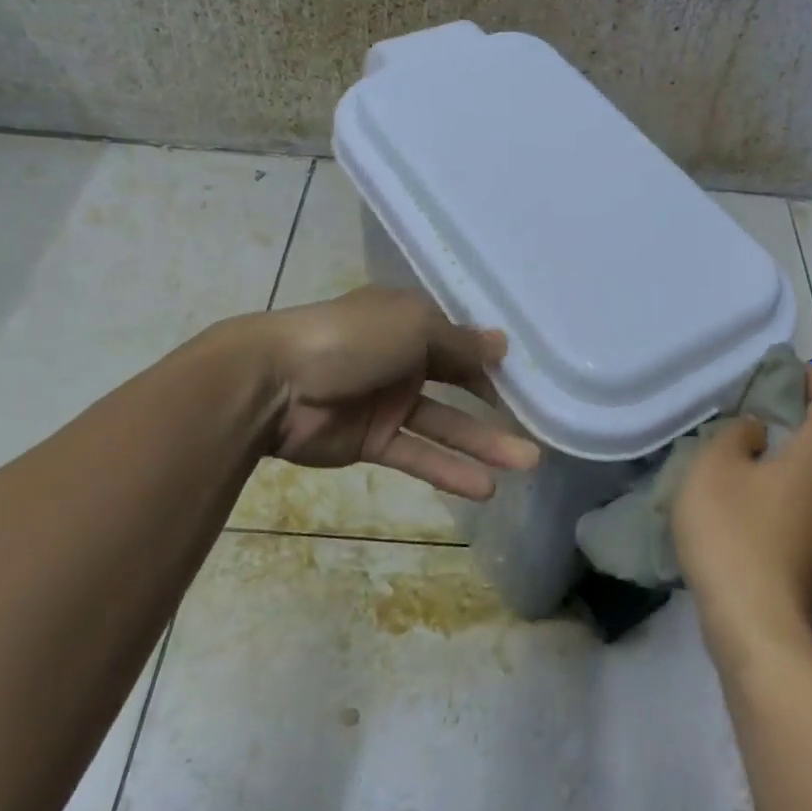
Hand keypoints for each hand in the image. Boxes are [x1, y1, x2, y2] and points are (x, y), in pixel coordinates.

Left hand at [252, 287, 539, 499]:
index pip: (459, 340)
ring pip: (445, 424)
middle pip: (457, 383)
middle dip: (496, 405)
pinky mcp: (371, 440)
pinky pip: (418, 454)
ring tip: (528, 463)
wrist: (273, 383)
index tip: (528, 380)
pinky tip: (486, 488)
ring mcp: (386, 402)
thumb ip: (460, 343)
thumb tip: (502, 344)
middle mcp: (401, 359)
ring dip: (483, 444)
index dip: (491, 360)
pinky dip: (449, 470)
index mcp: (407, 322)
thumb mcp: (414, 327)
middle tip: (538, 427)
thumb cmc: (350, 340)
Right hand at [674, 368, 811, 656]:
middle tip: (753, 406)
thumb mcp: (715, 467)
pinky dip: (784, 484)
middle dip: (797, 414)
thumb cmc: (734, 534)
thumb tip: (756, 431)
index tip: (782, 371)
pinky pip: (806, 501)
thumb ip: (736, 435)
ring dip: (789, 452)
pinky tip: (747, 495)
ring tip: (745, 447)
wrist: (757, 627)